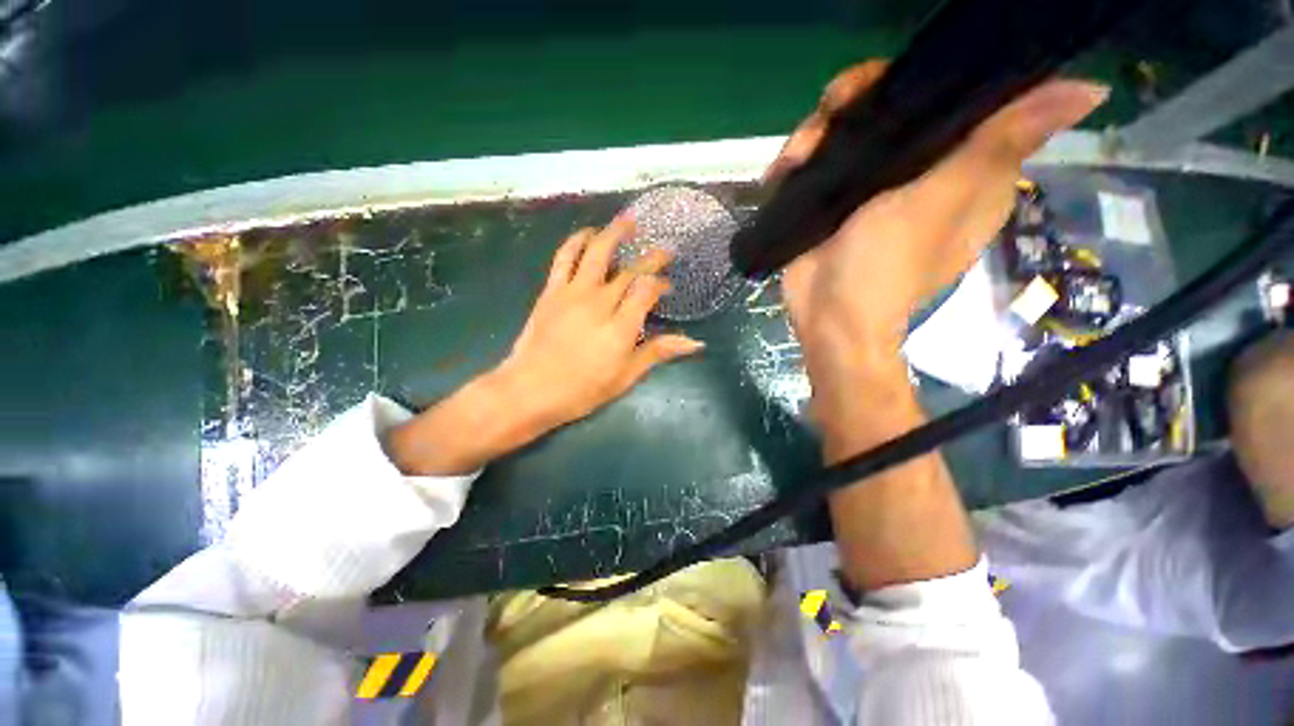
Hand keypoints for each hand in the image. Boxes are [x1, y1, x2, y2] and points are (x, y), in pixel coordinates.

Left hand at [388, 216, 702, 474]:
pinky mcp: (552, 290)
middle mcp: (600, 302)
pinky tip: (588, 233)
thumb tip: (694, 343)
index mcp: (621, 327)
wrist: (529, 390)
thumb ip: (657, 353)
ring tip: (629, 220)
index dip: (661, 283)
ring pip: (598, 252)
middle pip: (630, 270)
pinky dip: (577, 240)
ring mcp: (574, 293)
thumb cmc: (582, 390)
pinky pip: (565, 257)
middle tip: (665, 251)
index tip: (667, 286)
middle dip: (651, 258)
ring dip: (615, 232)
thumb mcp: (625, 377)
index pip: (648, 291)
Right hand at [771, 61, 1107, 441]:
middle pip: (896, 107)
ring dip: (818, 133)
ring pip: (850, 132)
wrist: (827, 317)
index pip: (959, 96)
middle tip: (832, 111)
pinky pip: (821, 162)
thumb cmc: (886, 267)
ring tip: (793, 158)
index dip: (927, 74)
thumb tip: (1090, 89)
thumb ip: (1000, 144)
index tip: (889, 77)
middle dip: (858, 101)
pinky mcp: (835, 203)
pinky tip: (782, 171)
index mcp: (968, 169)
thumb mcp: (942, 203)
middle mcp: (923, 171)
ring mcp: (872, 187)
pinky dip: (801, 160)